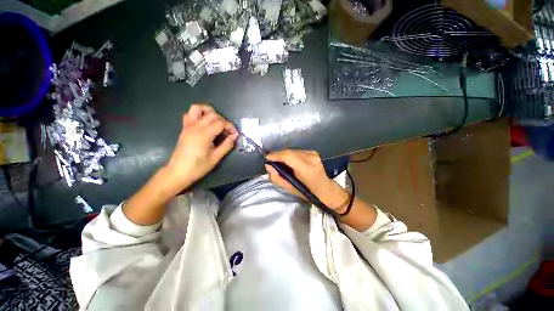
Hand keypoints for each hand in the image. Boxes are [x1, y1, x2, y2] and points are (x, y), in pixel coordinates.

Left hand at [162, 104, 237, 193]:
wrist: (179, 172)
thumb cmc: (199, 167)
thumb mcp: (216, 157)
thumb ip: (227, 145)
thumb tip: (235, 136)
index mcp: (204, 134)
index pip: (220, 123)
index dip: (230, 127)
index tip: (235, 134)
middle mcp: (195, 127)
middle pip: (212, 115)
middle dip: (223, 121)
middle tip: (227, 131)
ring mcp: (188, 126)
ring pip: (198, 108)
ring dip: (209, 112)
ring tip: (216, 122)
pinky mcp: (184, 128)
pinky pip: (190, 114)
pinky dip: (199, 114)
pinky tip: (205, 123)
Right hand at [265, 150, 349, 211]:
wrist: (325, 188)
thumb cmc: (308, 192)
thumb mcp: (290, 189)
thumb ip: (277, 178)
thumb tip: (268, 166)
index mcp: (306, 169)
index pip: (288, 156)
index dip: (276, 155)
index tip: (267, 158)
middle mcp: (311, 158)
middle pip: (289, 151)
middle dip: (278, 155)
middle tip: (272, 161)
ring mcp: (313, 154)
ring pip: (292, 150)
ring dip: (284, 155)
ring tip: (280, 162)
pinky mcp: (314, 152)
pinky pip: (297, 151)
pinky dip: (290, 155)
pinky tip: (289, 161)